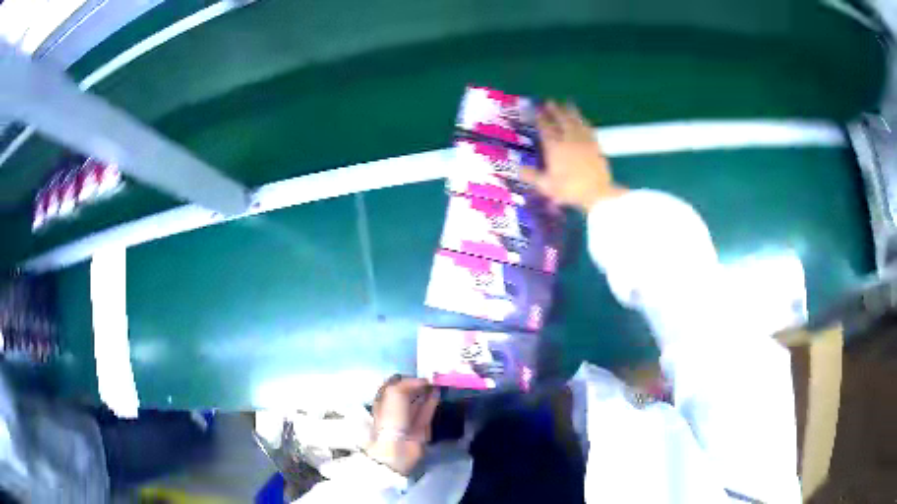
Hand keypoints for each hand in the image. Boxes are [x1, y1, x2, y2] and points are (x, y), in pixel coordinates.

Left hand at [366, 376, 439, 474]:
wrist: (398, 446)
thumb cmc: (391, 417)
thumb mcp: (394, 393)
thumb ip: (409, 383)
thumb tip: (424, 380)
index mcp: (383, 400)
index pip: (394, 385)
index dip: (405, 378)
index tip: (419, 371)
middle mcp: (395, 408)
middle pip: (408, 393)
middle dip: (418, 385)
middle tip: (433, 375)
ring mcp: (408, 419)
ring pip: (418, 402)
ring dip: (427, 392)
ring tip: (438, 382)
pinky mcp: (421, 427)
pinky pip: (427, 412)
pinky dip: (432, 402)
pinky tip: (438, 393)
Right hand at [521, 101, 625, 211]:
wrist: (598, 193)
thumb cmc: (570, 190)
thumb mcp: (547, 186)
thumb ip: (532, 176)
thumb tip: (517, 168)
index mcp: (554, 148)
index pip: (545, 128)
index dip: (540, 118)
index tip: (536, 109)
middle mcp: (568, 139)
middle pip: (560, 120)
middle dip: (554, 110)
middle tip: (549, 101)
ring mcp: (583, 140)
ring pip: (575, 121)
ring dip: (569, 111)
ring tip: (566, 103)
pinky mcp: (595, 144)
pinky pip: (587, 127)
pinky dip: (583, 120)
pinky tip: (582, 119)